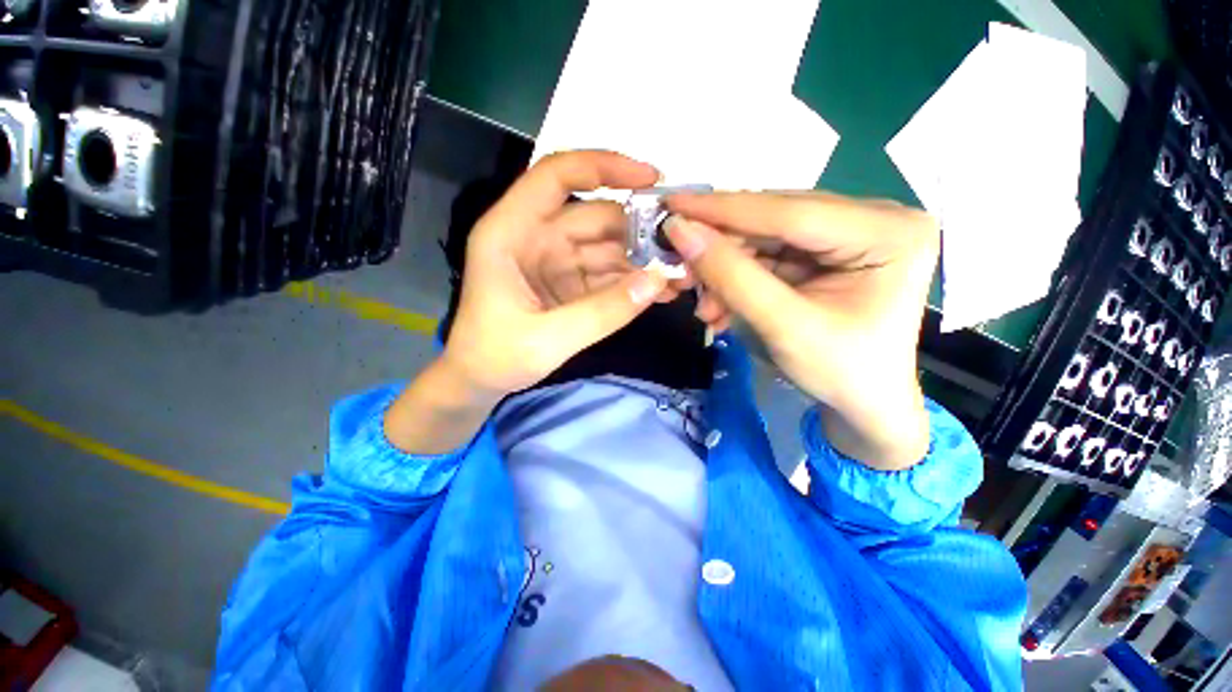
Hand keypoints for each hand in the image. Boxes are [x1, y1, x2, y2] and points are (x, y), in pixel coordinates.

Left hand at [443, 150, 671, 397]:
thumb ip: (603, 312)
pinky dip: (634, 282)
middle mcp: (535, 237)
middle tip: (683, 247)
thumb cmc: (496, 358)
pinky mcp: (570, 283)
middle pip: (595, 216)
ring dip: (643, 260)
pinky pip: (608, 273)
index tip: (652, 179)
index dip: (603, 167)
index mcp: (511, 232)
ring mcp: (556, 260)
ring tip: (681, 276)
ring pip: (607, 246)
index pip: (556, 176)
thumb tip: (658, 281)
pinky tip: (661, 292)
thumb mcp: (548, 339)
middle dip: (640, 229)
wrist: (480, 382)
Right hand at [665, 192, 938, 468]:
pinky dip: (738, 277)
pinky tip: (720, 304)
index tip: (670, 205)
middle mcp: (873, 218)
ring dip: (725, 268)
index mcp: (887, 232)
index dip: (722, 209)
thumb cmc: (840, 373)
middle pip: (775, 219)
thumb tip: (680, 231)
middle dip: (720, 246)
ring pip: (765, 237)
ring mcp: (849, 232)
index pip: (789, 211)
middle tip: (677, 264)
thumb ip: (731, 276)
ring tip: (703, 304)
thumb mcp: (783, 327)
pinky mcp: (828, 250)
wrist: (866, 405)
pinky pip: (769, 254)